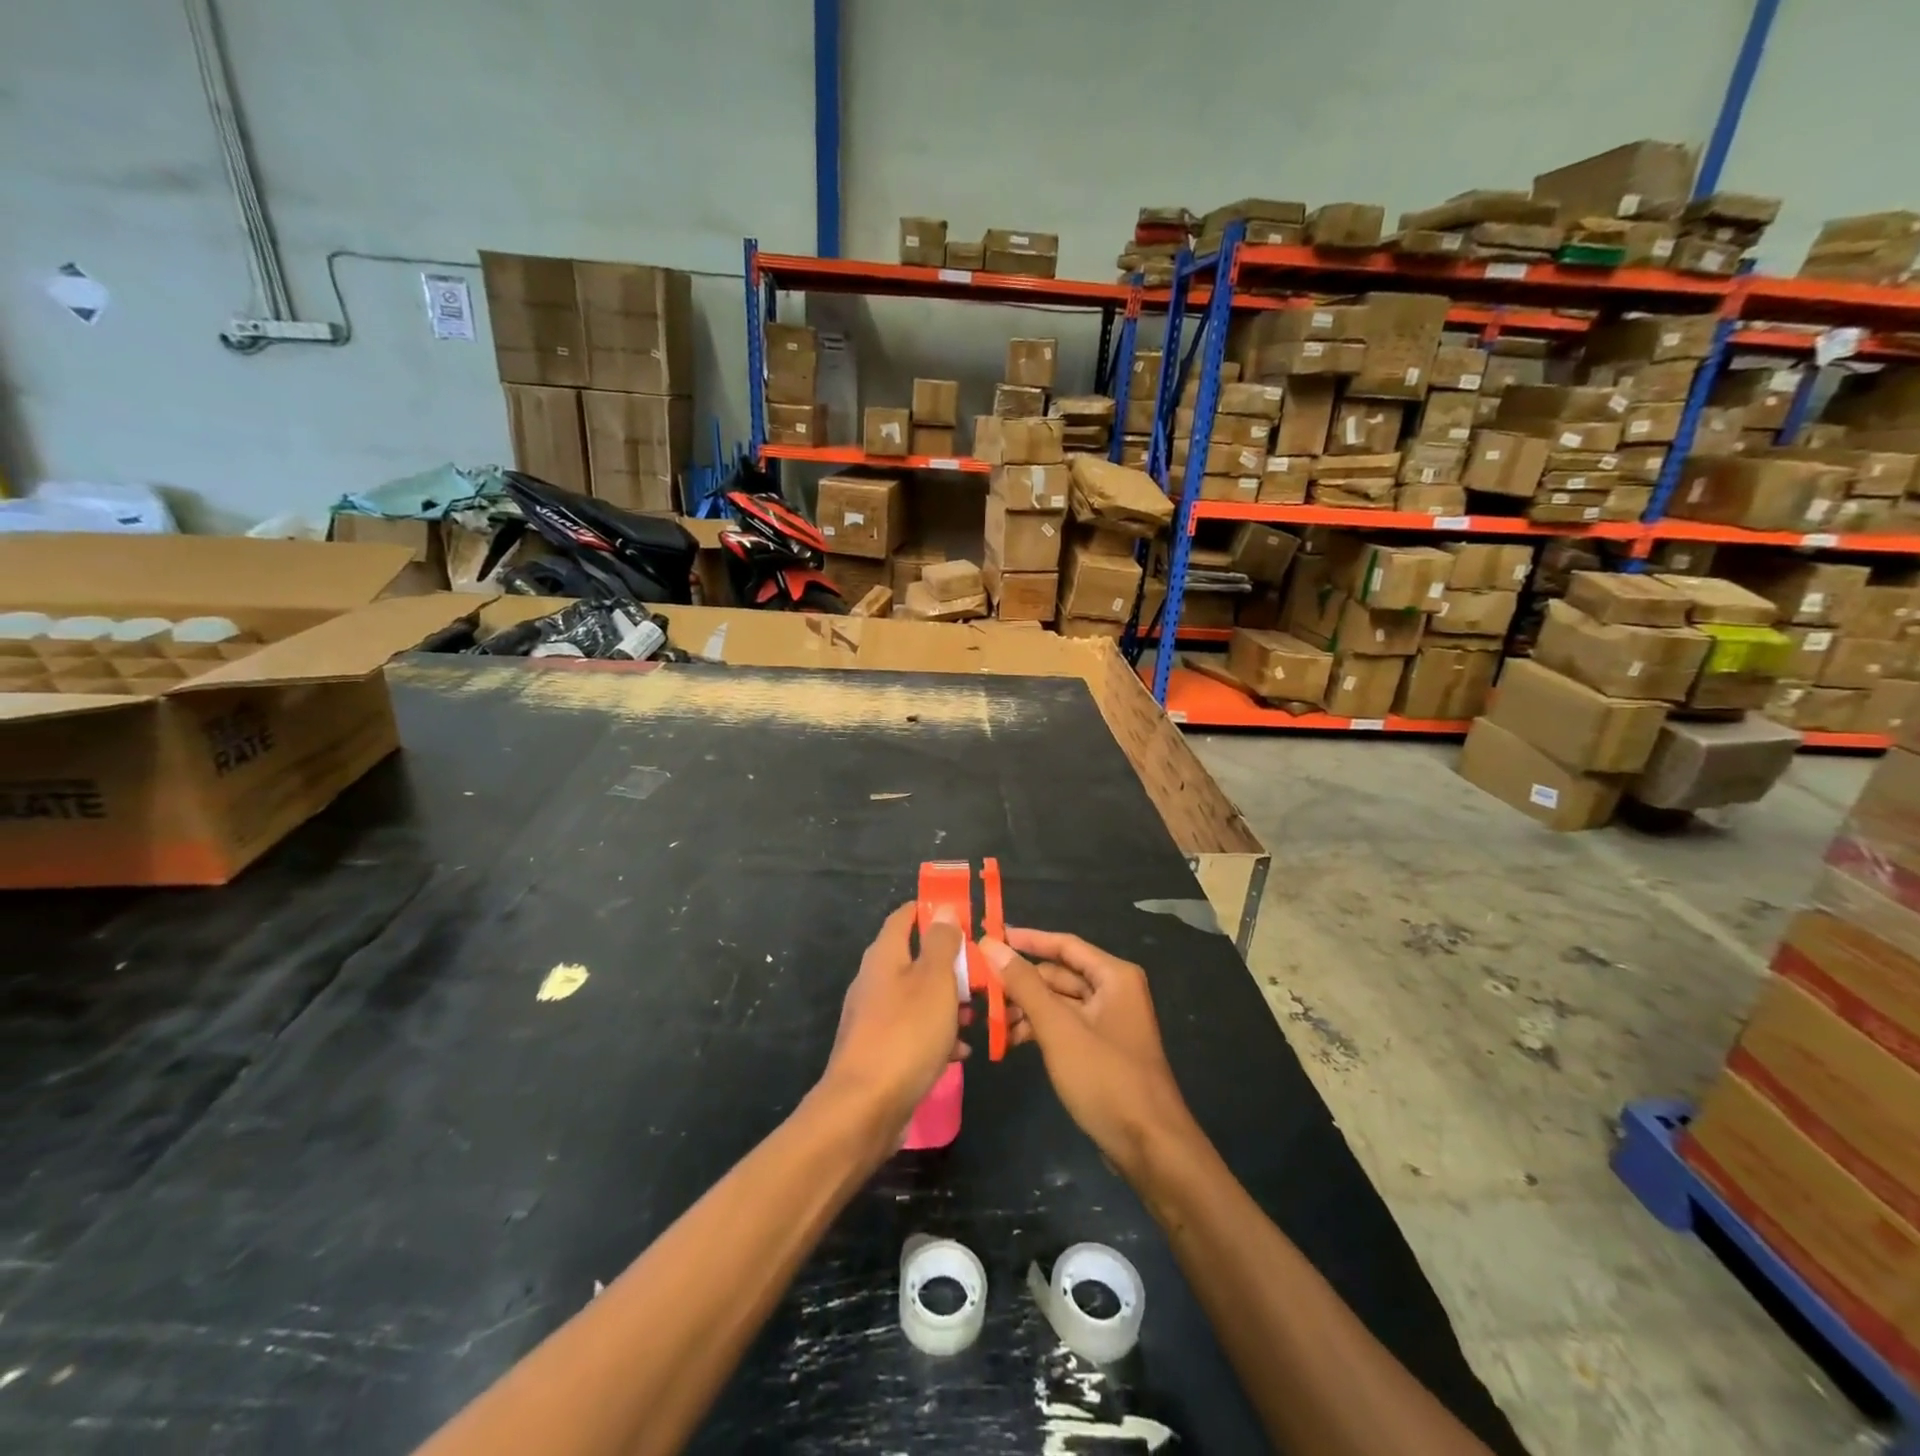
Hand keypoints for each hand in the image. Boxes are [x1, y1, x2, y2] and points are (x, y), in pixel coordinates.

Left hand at [821, 902, 965, 1138]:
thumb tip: (943, 910)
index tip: (964, 915)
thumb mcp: (935, 980)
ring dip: (948, 1003)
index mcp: (885, 955)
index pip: (905, 915)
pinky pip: (914, 1032)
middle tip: (981, 973)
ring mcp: (875, 1017)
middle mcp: (875, 980)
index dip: (932, 910)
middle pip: (915, 958)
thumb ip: (941, 943)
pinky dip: (937, 1036)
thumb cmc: (906, 1032)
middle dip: (950, 964)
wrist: (865, 1107)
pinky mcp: (880, 1050)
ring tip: (976, 1015)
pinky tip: (961, 1052)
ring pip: (918, 997)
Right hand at [979, 928, 1193, 1178]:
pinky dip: (1039, 1030)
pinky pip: (1064, 1026)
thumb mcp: (1058, 1027)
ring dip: (1026, 1009)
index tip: (989, 937)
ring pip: (1059, 1002)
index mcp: (1114, 976)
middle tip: (980, 987)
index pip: (1064, 944)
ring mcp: (1109, 1022)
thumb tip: (990, 944)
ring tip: (990, 1021)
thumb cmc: (1105, 1078)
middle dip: (1021, 982)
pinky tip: (1010, 1043)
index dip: (1026, 939)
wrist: (1150, 1148)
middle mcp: (1114, 991)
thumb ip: (1023, 984)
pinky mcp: (1101, 1050)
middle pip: (1060, 974)